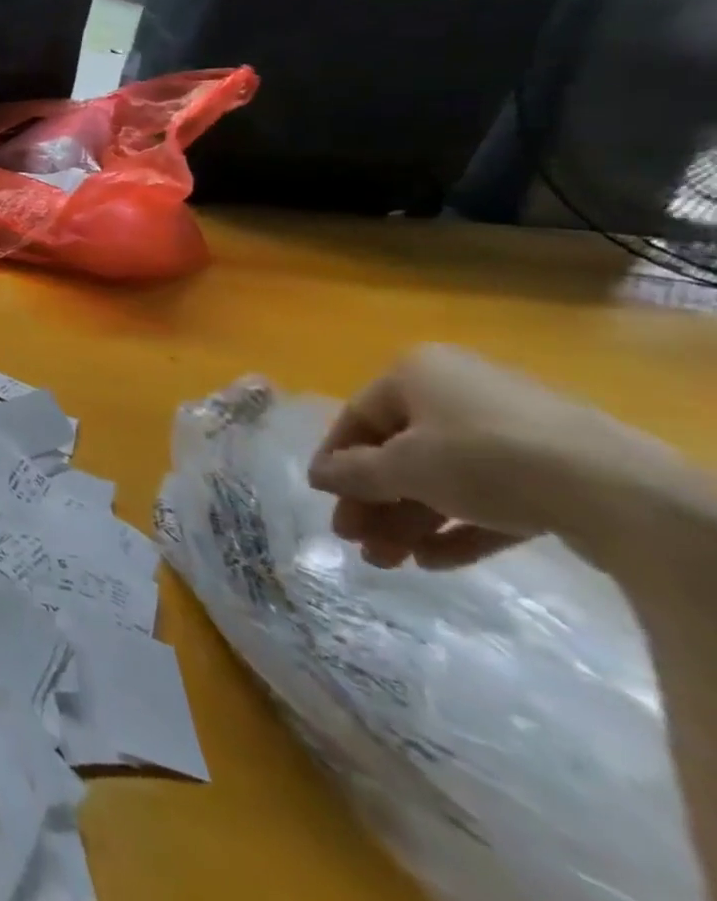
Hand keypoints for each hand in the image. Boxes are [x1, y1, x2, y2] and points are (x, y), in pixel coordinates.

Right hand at [308, 344, 641, 569]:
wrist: (620, 493)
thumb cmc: (483, 458)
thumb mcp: (404, 467)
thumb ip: (354, 473)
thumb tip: (316, 476)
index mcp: (416, 373)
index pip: (358, 418)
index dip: (336, 461)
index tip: (323, 500)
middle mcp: (457, 391)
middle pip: (401, 452)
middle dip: (376, 502)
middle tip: (356, 542)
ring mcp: (510, 432)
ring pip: (444, 479)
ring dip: (411, 520)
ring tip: (390, 563)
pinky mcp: (551, 473)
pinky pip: (489, 498)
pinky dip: (459, 527)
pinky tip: (434, 562)